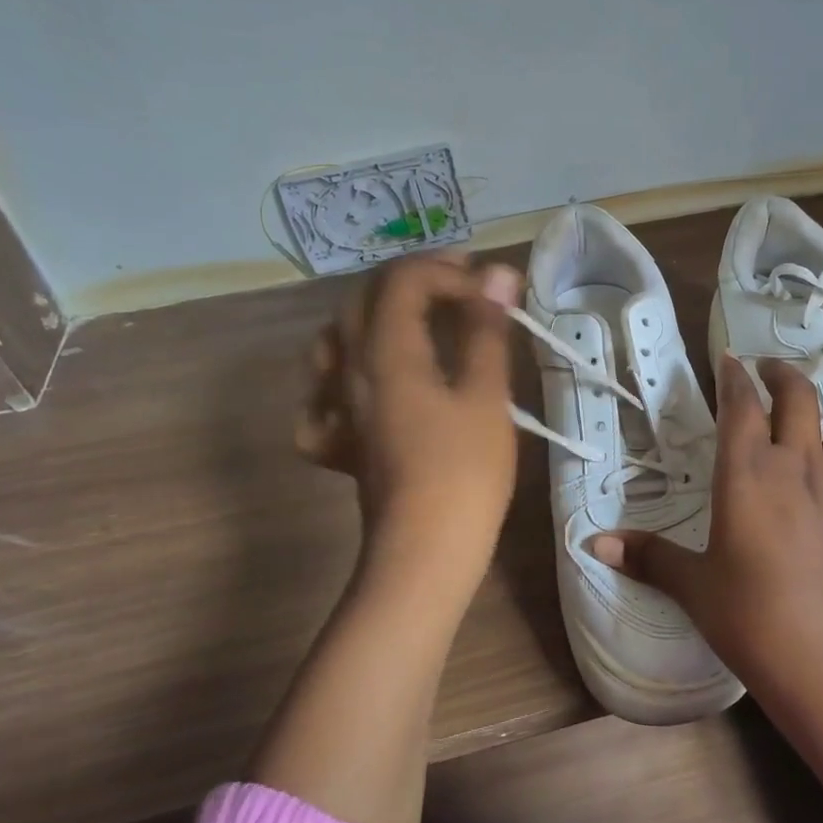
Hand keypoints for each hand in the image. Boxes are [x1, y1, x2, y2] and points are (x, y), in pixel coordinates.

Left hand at [297, 252, 521, 590]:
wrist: (423, 550)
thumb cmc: (464, 471)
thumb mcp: (486, 395)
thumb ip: (487, 329)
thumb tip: (498, 273)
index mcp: (386, 350)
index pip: (404, 280)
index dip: (449, 272)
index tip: (490, 291)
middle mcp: (349, 369)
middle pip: (365, 299)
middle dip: (415, 281)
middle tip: (462, 288)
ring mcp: (336, 407)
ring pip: (335, 339)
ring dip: (375, 317)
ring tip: (414, 323)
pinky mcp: (338, 441)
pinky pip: (323, 395)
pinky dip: (343, 378)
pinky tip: (365, 390)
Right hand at [589, 346, 822, 702]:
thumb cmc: (752, 622)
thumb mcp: (693, 588)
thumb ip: (647, 557)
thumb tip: (594, 542)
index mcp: (748, 476)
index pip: (740, 408)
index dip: (733, 377)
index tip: (728, 357)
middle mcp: (799, 469)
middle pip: (796, 402)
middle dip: (782, 375)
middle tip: (770, 367)